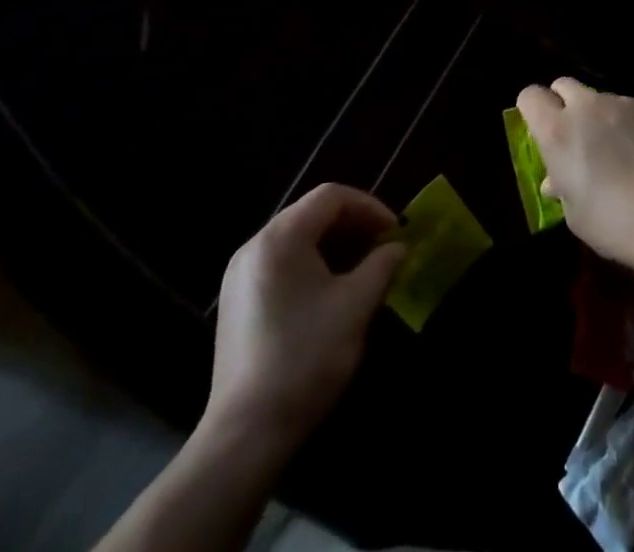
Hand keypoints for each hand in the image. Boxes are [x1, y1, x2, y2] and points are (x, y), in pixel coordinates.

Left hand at [203, 183, 405, 450]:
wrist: (245, 436)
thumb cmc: (306, 359)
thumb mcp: (355, 307)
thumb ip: (381, 266)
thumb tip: (397, 248)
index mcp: (281, 238)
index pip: (331, 197)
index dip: (369, 207)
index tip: (394, 232)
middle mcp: (255, 245)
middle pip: (311, 213)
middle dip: (352, 225)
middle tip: (383, 247)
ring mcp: (240, 274)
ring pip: (296, 239)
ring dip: (333, 245)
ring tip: (363, 268)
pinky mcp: (236, 302)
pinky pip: (280, 263)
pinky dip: (311, 264)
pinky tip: (331, 291)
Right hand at [515, 78, 633, 271]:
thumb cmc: (614, 223)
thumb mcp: (575, 215)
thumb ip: (561, 186)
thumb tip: (557, 178)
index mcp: (558, 131)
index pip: (530, 96)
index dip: (532, 110)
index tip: (540, 130)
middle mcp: (587, 107)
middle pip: (564, 85)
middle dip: (563, 103)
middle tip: (576, 136)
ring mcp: (623, 103)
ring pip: (601, 99)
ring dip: (601, 118)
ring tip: (619, 153)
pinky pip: (632, 110)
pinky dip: (632, 126)